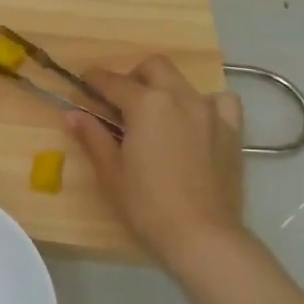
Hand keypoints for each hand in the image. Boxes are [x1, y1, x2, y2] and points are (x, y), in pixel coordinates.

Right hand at [65, 56, 248, 273]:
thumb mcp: (110, 172)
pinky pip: (221, 102)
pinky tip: (195, 122)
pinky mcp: (232, 131)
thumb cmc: (146, 204)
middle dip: (133, 76)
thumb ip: (92, 136)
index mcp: (146, 104)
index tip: (82, 83)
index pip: (113, 82)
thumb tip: (72, 114)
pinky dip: (205, 104)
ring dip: (165, 89)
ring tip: (156, 116)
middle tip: (119, 102)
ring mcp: (210, 112)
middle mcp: (180, 98)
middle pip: (154, 67)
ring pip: (184, 82)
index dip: (94, 80)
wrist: (201, 235)